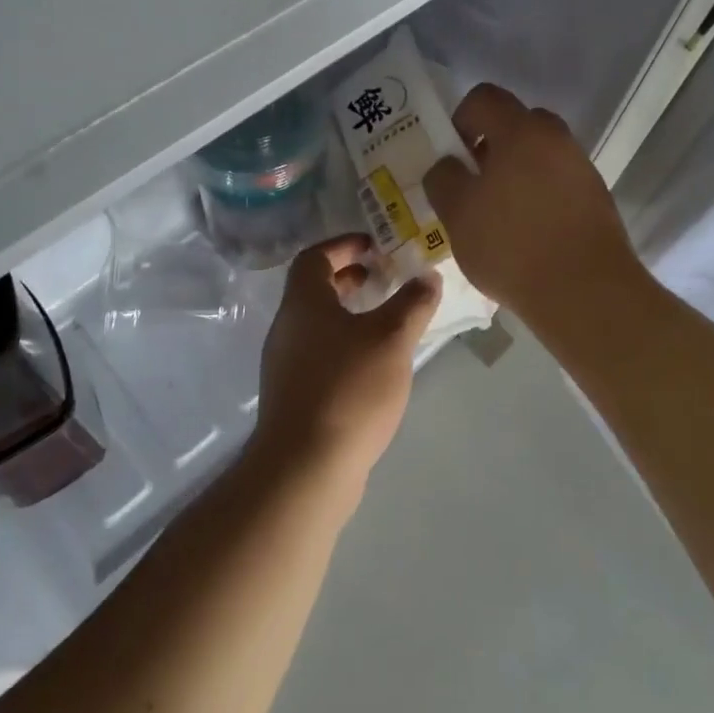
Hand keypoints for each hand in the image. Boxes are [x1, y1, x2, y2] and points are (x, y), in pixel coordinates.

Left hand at [248, 236, 440, 495]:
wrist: (305, 467)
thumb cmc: (348, 389)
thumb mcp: (391, 339)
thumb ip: (412, 303)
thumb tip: (428, 276)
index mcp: (303, 303)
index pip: (315, 256)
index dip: (344, 245)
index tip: (375, 246)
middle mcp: (287, 327)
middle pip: (314, 289)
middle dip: (349, 279)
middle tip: (384, 279)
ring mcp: (285, 363)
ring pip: (317, 323)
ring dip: (348, 313)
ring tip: (385, 321)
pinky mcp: (292, 395)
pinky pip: (318, 353)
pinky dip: (343, 344)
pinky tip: (372, 365)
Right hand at [423, 84, 642, 324]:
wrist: (586, 292)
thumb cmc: (512, 245)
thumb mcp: (457, 213)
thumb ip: (443, 178)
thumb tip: (448, 165)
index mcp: (521, 131)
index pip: (483, 98)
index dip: (459, 120)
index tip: (453, 158)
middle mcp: (556, 138)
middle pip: (515, 124)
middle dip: (489, 147)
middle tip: (473, 185)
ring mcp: (580, 167)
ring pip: (537, 154)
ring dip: (514, 172)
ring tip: (499, 216)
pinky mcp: (596, 197)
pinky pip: (557, 181)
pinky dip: (538, 194)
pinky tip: (527, 233)